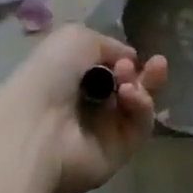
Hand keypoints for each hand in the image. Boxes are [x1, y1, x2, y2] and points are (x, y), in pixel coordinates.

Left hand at [0, 24, 168, 192]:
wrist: (34, 125)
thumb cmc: (50, 74)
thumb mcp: (77, 38)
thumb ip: (109, 45)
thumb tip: (129, 60)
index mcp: (75, 79)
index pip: (112, 69)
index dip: (127, 59)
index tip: (132, 55)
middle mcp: (90, 106)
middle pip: (132, 87)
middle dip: (147, 73)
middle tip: (158, 63)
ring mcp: (104, 132)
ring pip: (139, 106)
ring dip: (144, 87)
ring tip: (129, 80)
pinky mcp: (116, 154)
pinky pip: (139, 127)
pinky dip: (141, 107)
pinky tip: (128, 95)